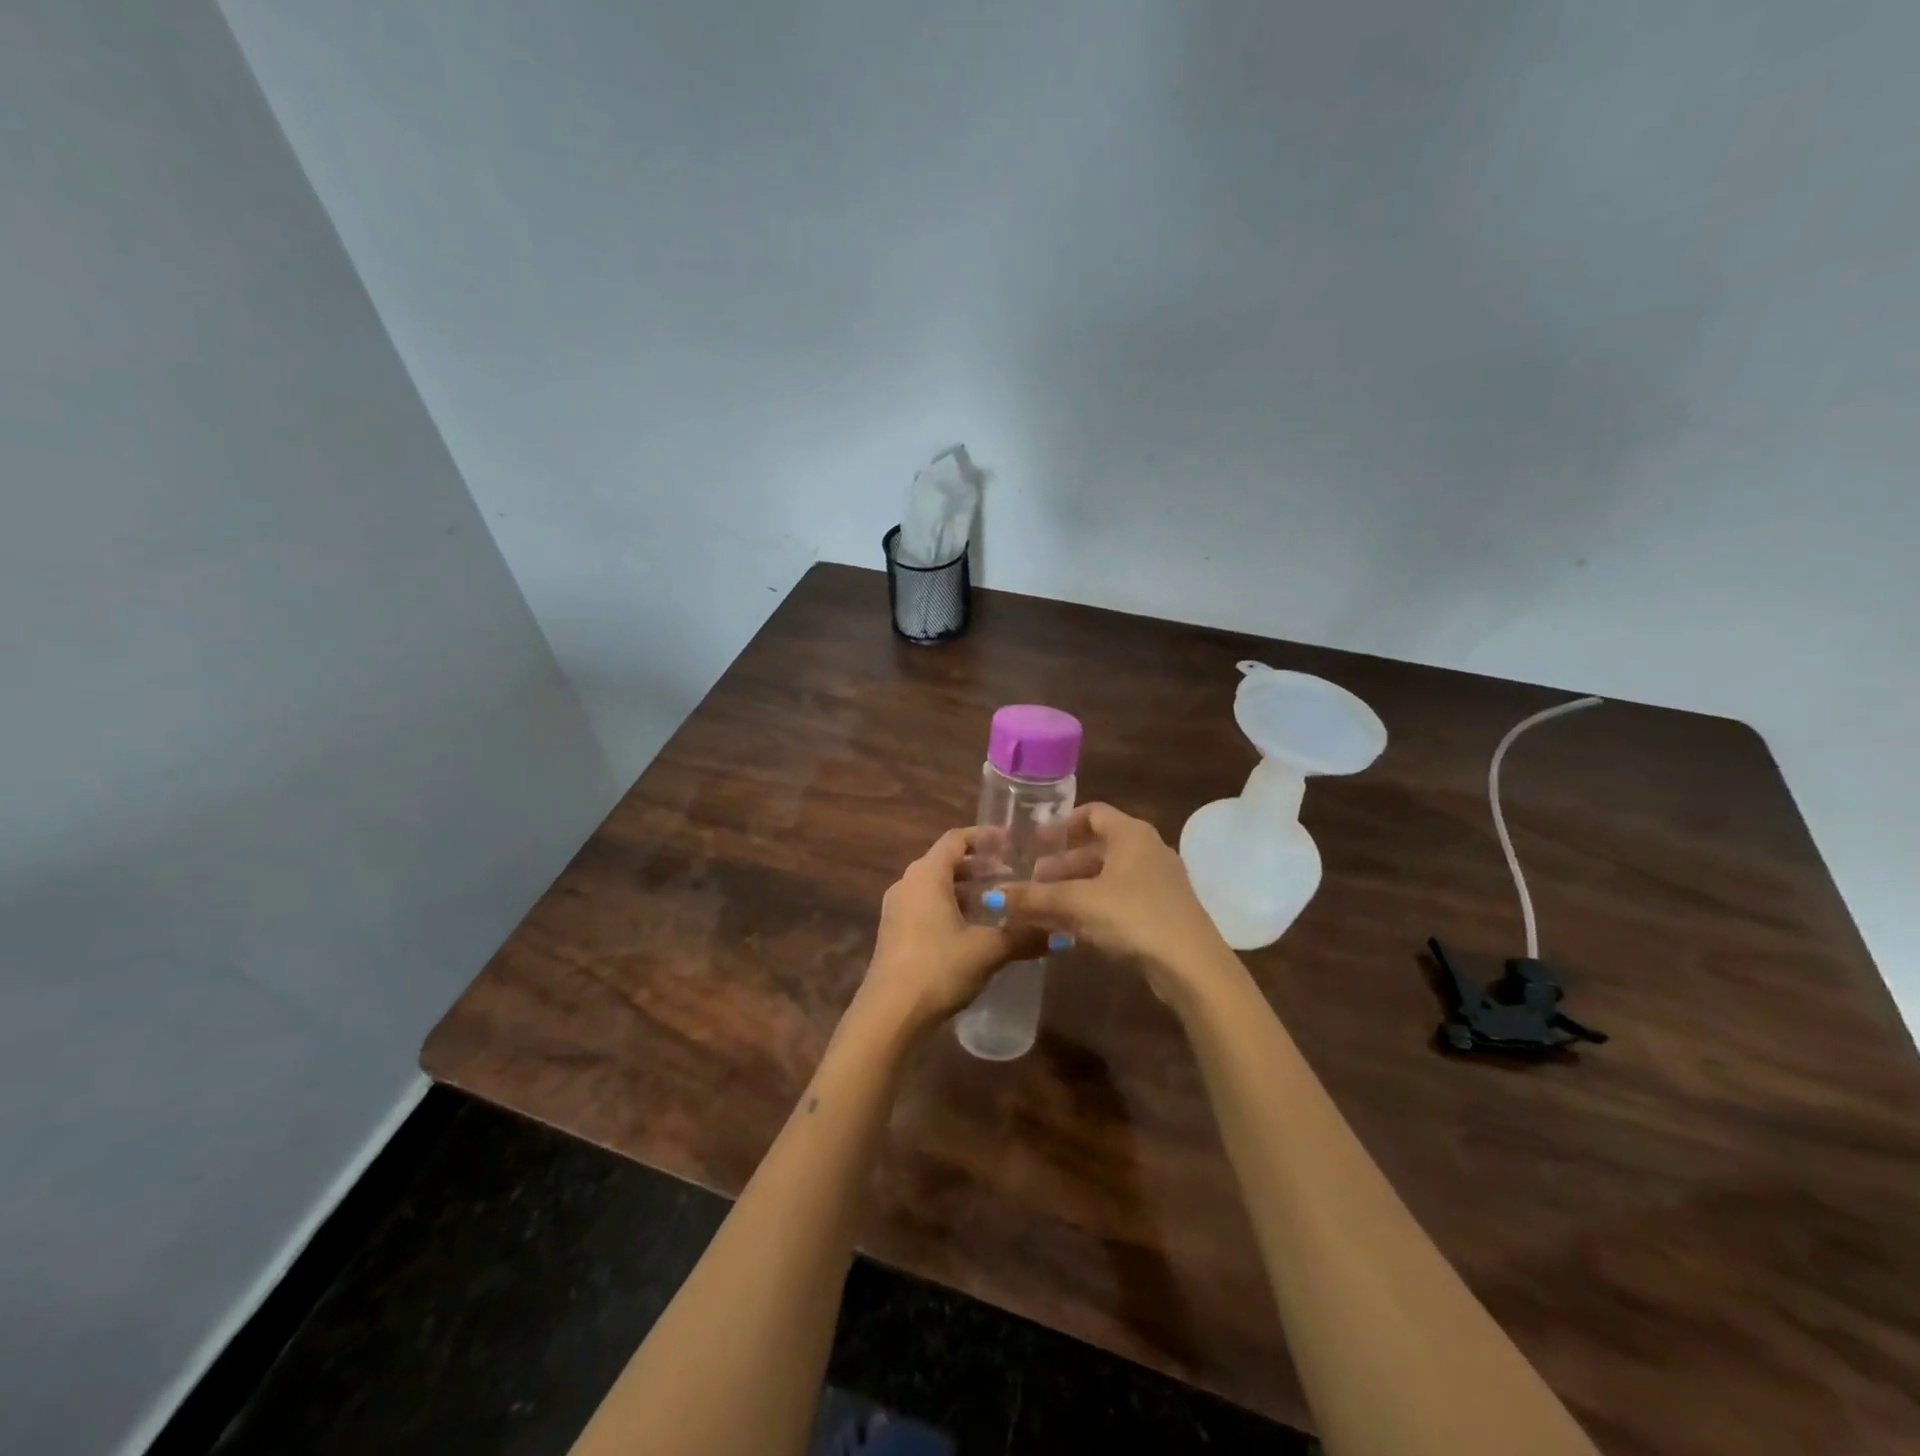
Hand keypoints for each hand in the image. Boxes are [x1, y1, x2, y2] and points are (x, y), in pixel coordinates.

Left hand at [857, 827, 1047, 1037]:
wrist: (890, 1014)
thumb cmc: (938, 967)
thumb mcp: (988, 950)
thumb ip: (1024, 936)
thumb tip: (1062, 934)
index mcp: (926, 874)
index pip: (956, 839)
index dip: (985, 837)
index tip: (1012, 843)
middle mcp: (908, 883)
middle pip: (946, 862)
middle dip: (980, 867)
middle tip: (1014, 875)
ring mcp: (897, 909)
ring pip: (937, 887)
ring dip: (967, 890)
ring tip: (1000, 902)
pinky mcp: (895, 933)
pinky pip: (927, 907)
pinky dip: (952, 908)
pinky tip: (976, 929)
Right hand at [1000, 803, 1230, 1001]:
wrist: (1191, 966)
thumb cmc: (1132, 916)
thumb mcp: (1077, 904)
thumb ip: (1035, 898)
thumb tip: (995, 897)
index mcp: (1131, 834)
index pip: (1093, 813)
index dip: (1062, 825)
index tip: (1036, 843)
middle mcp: (1148, 850)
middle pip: (1098, 847)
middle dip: (1063, 864)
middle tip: (1034, 881)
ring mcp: (1159, 882)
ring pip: (1107, 877)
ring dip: (1075, 889)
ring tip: (1046, 908)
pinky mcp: (1163, 912)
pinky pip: (1120, 899)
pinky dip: (1094, 907)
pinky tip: (1072, 930)